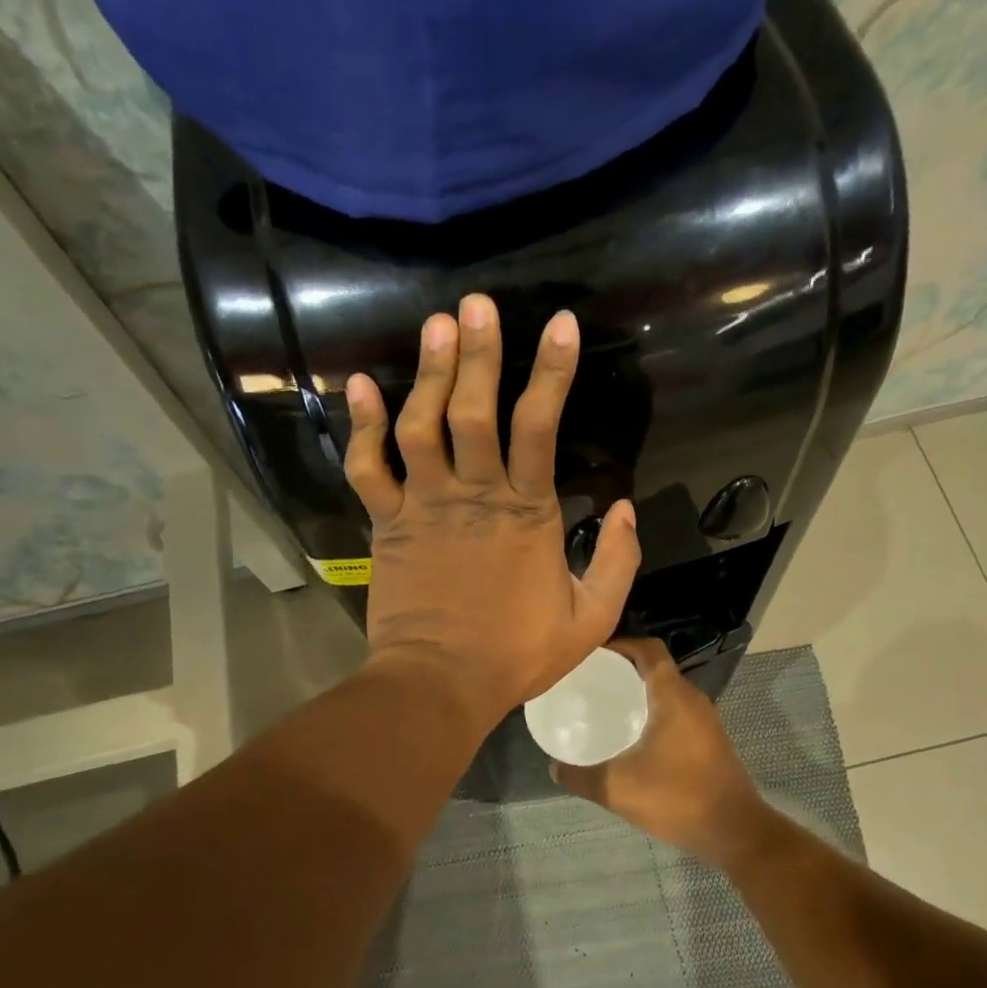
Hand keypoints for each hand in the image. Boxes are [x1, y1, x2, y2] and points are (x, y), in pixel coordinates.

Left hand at [343, 294, 641, 729]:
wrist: (441, 683)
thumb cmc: (516, 654)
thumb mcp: (591, 618)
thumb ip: (616, 561)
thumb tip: (624, 507)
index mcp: (528, 513)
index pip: (541, 427)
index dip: (552, 372)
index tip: (561, 324)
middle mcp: (475, 495)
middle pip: (476, 411)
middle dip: (480, 354)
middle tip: (478, 303)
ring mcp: (425, 506)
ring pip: (423, 426)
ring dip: (429, 374)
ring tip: (436, 324)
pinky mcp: (388, 524)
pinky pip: (369, 467)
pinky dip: (362, 426)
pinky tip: (362, 385)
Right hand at [550, 639, 764, 863]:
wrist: (735, 831)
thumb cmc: (677, 798)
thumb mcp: (617, 789)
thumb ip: (580, 776)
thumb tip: (553, 768)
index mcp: (673, 696)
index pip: (648, 649)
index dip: (620, 645)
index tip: (592, 656)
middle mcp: (692, 699)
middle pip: (656, 668)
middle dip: (624, 669)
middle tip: (590, 683)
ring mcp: (706, 720)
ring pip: (668, 692)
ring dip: (640, 692)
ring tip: (606, 707)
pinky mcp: (710, 740)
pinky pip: (677, 712)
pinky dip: (654, 712)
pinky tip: (633, 738)